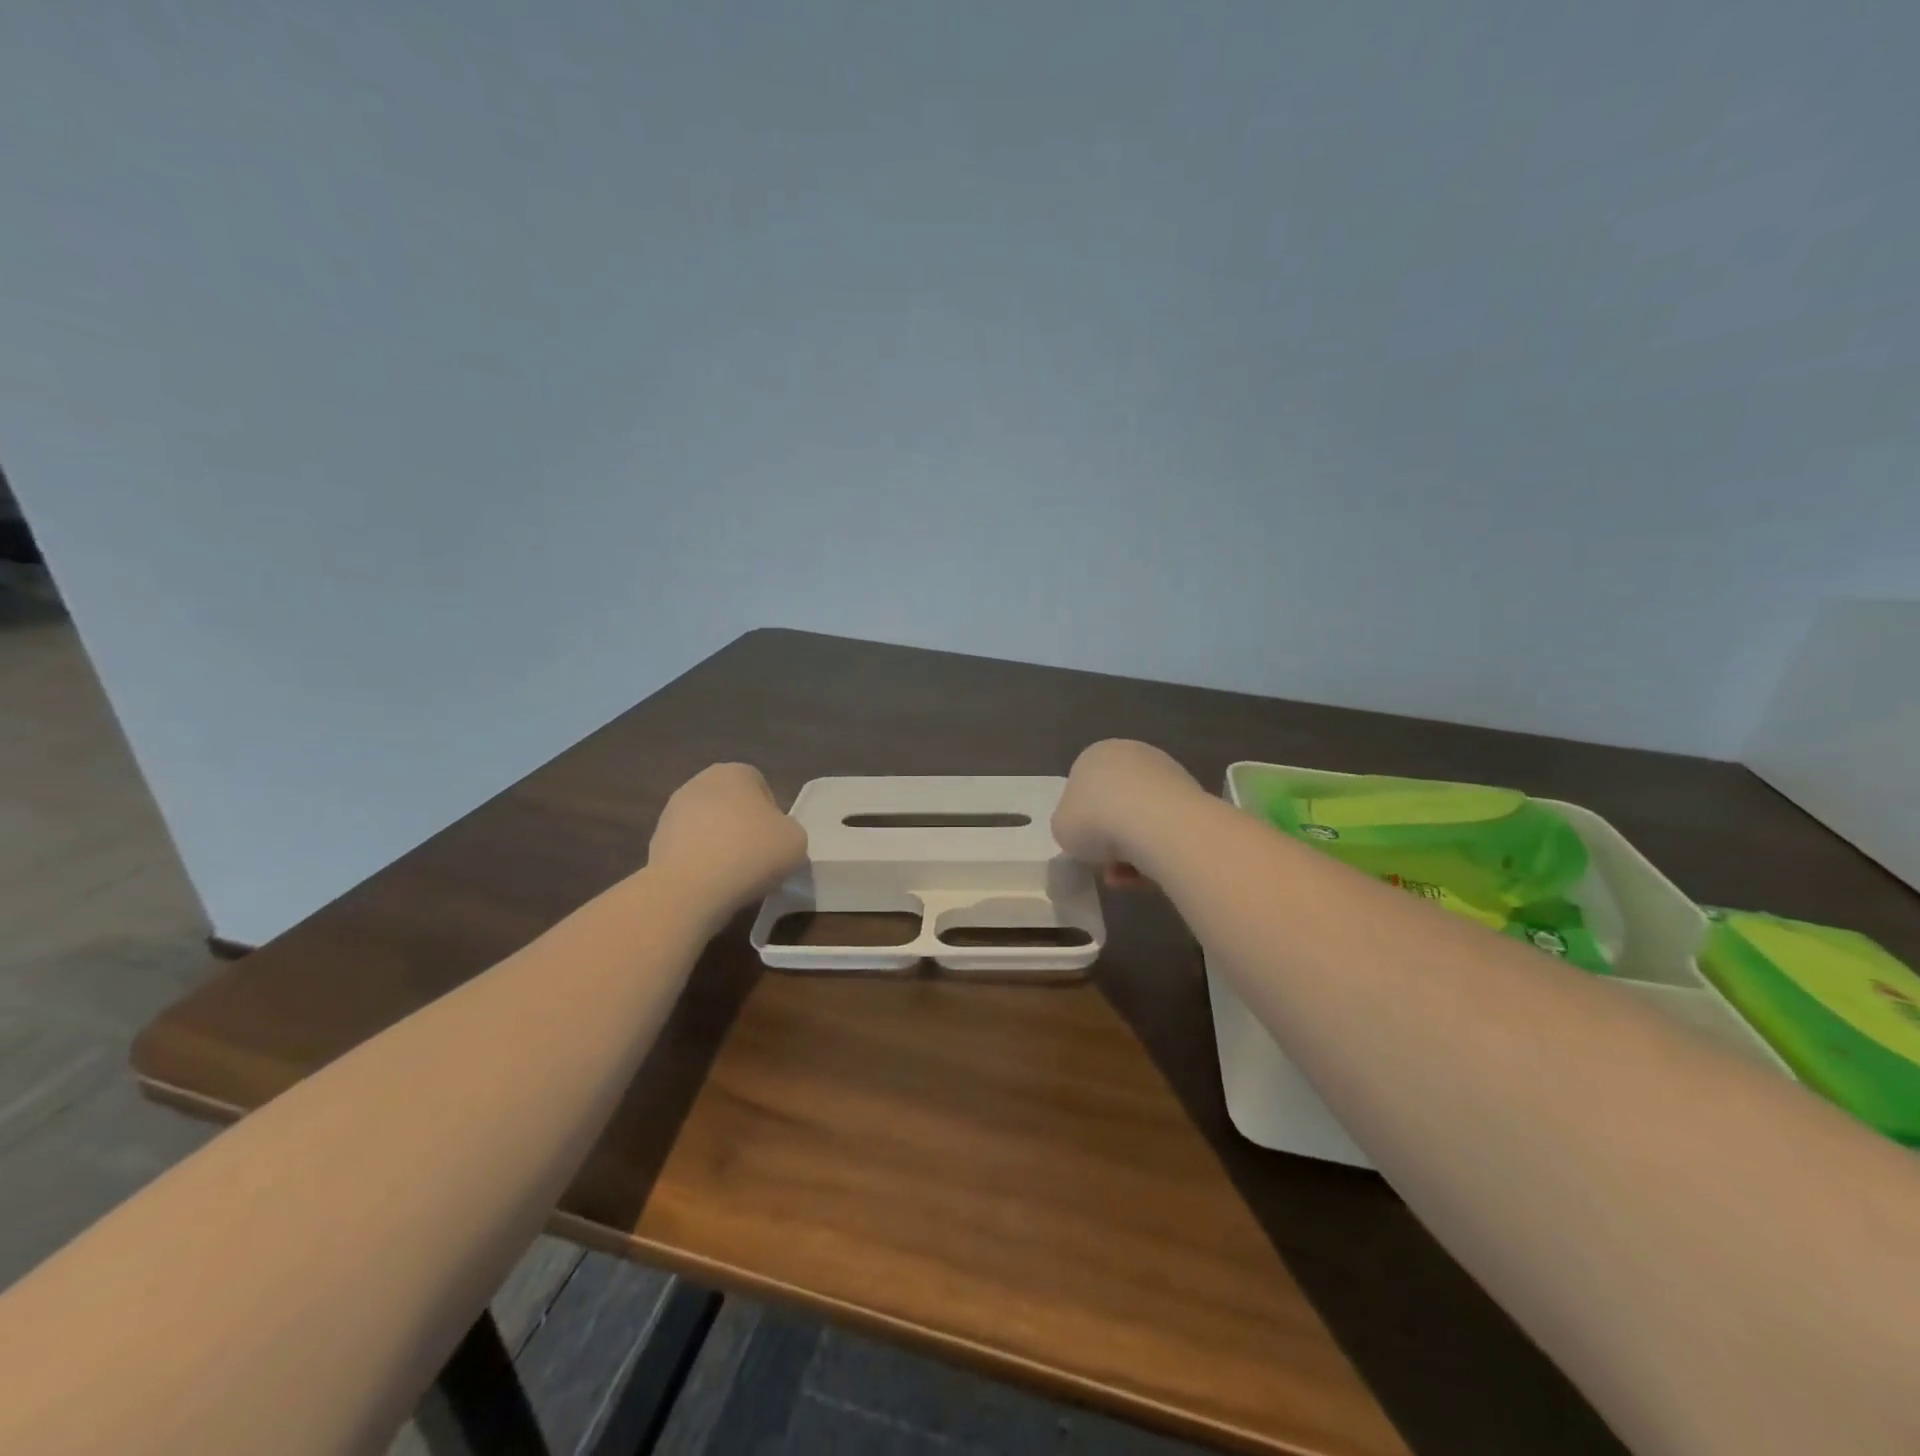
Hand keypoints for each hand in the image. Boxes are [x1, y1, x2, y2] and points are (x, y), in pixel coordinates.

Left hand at [647, 763, 807, 918]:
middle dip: (744, 828)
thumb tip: (774, 839)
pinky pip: (690, 849)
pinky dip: (700, 863)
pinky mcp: (655, 842)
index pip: (762, 788)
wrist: (689, 889)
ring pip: (709, 827)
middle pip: (732, 805)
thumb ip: (789, 831)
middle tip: (757, 859)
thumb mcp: (795, 840)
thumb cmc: (750, 853)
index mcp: (735, 772)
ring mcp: (672, 811)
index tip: (776, 843)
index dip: (773, 816)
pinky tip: (710, 884)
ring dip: (720, 845)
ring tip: (733, 876)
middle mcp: (700, 782)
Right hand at [1052, 740, 1202, 882]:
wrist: (1156, 824)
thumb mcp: (1061, 827)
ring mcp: (1167, 774)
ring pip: (1143, 820)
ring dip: (1133, 851)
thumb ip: (1069, 825)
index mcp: (1096, 755)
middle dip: (1111, 838)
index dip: (1081, 822)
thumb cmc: (1095, 819)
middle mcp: (1133, 756)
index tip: (1084, 846)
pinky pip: (1167, 831)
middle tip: (1105, 866)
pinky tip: (1149, 876)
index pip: (1083, 788)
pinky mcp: (1194, 798)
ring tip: (1125, 879)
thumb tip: (1086, 831)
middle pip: (1115, 804)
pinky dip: (1157, 853)